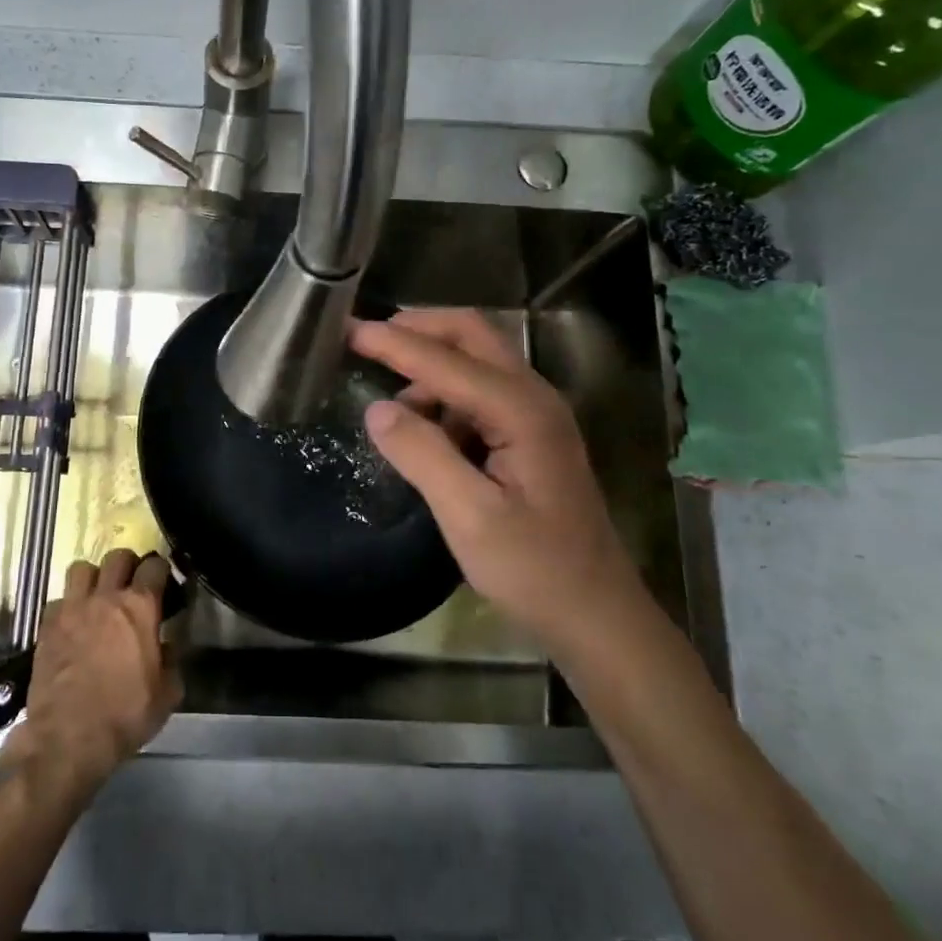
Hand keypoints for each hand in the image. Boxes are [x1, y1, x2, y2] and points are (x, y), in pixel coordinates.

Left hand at [0, 549, 180, 797]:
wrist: (67, 738)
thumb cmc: (125, 715)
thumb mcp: (167, 694)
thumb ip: (171, 661)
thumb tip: (166, 647)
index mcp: (140, 607)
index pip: (154, 566)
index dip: (161, 570)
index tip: (164, 582)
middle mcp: (106, 597)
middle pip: (118, 556)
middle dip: (129, 565)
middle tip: (132, 585)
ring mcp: (72, 608)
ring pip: (82, 568)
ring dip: (94, 577)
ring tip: (98, 597)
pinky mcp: (47, 625)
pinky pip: (59, 599)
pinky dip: (68, 606)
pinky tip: (73, 624)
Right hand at [350, 309, 640, 646]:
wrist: (595, 612)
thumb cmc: (534, 569)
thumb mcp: (469, 517)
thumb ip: (422, 455)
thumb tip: (376, 408)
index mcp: (521, 410)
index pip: (445, 359)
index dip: (393, 343)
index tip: (347, 330)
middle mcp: (534, 396)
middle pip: (472, 334)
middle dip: (418, 328)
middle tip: (367, 339)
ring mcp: (537, 414)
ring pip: (477, 359)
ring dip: (431, 364)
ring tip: (392, 404)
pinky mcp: (531, 434)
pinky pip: (481, 391)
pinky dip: (445, 393)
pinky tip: (426, 430)